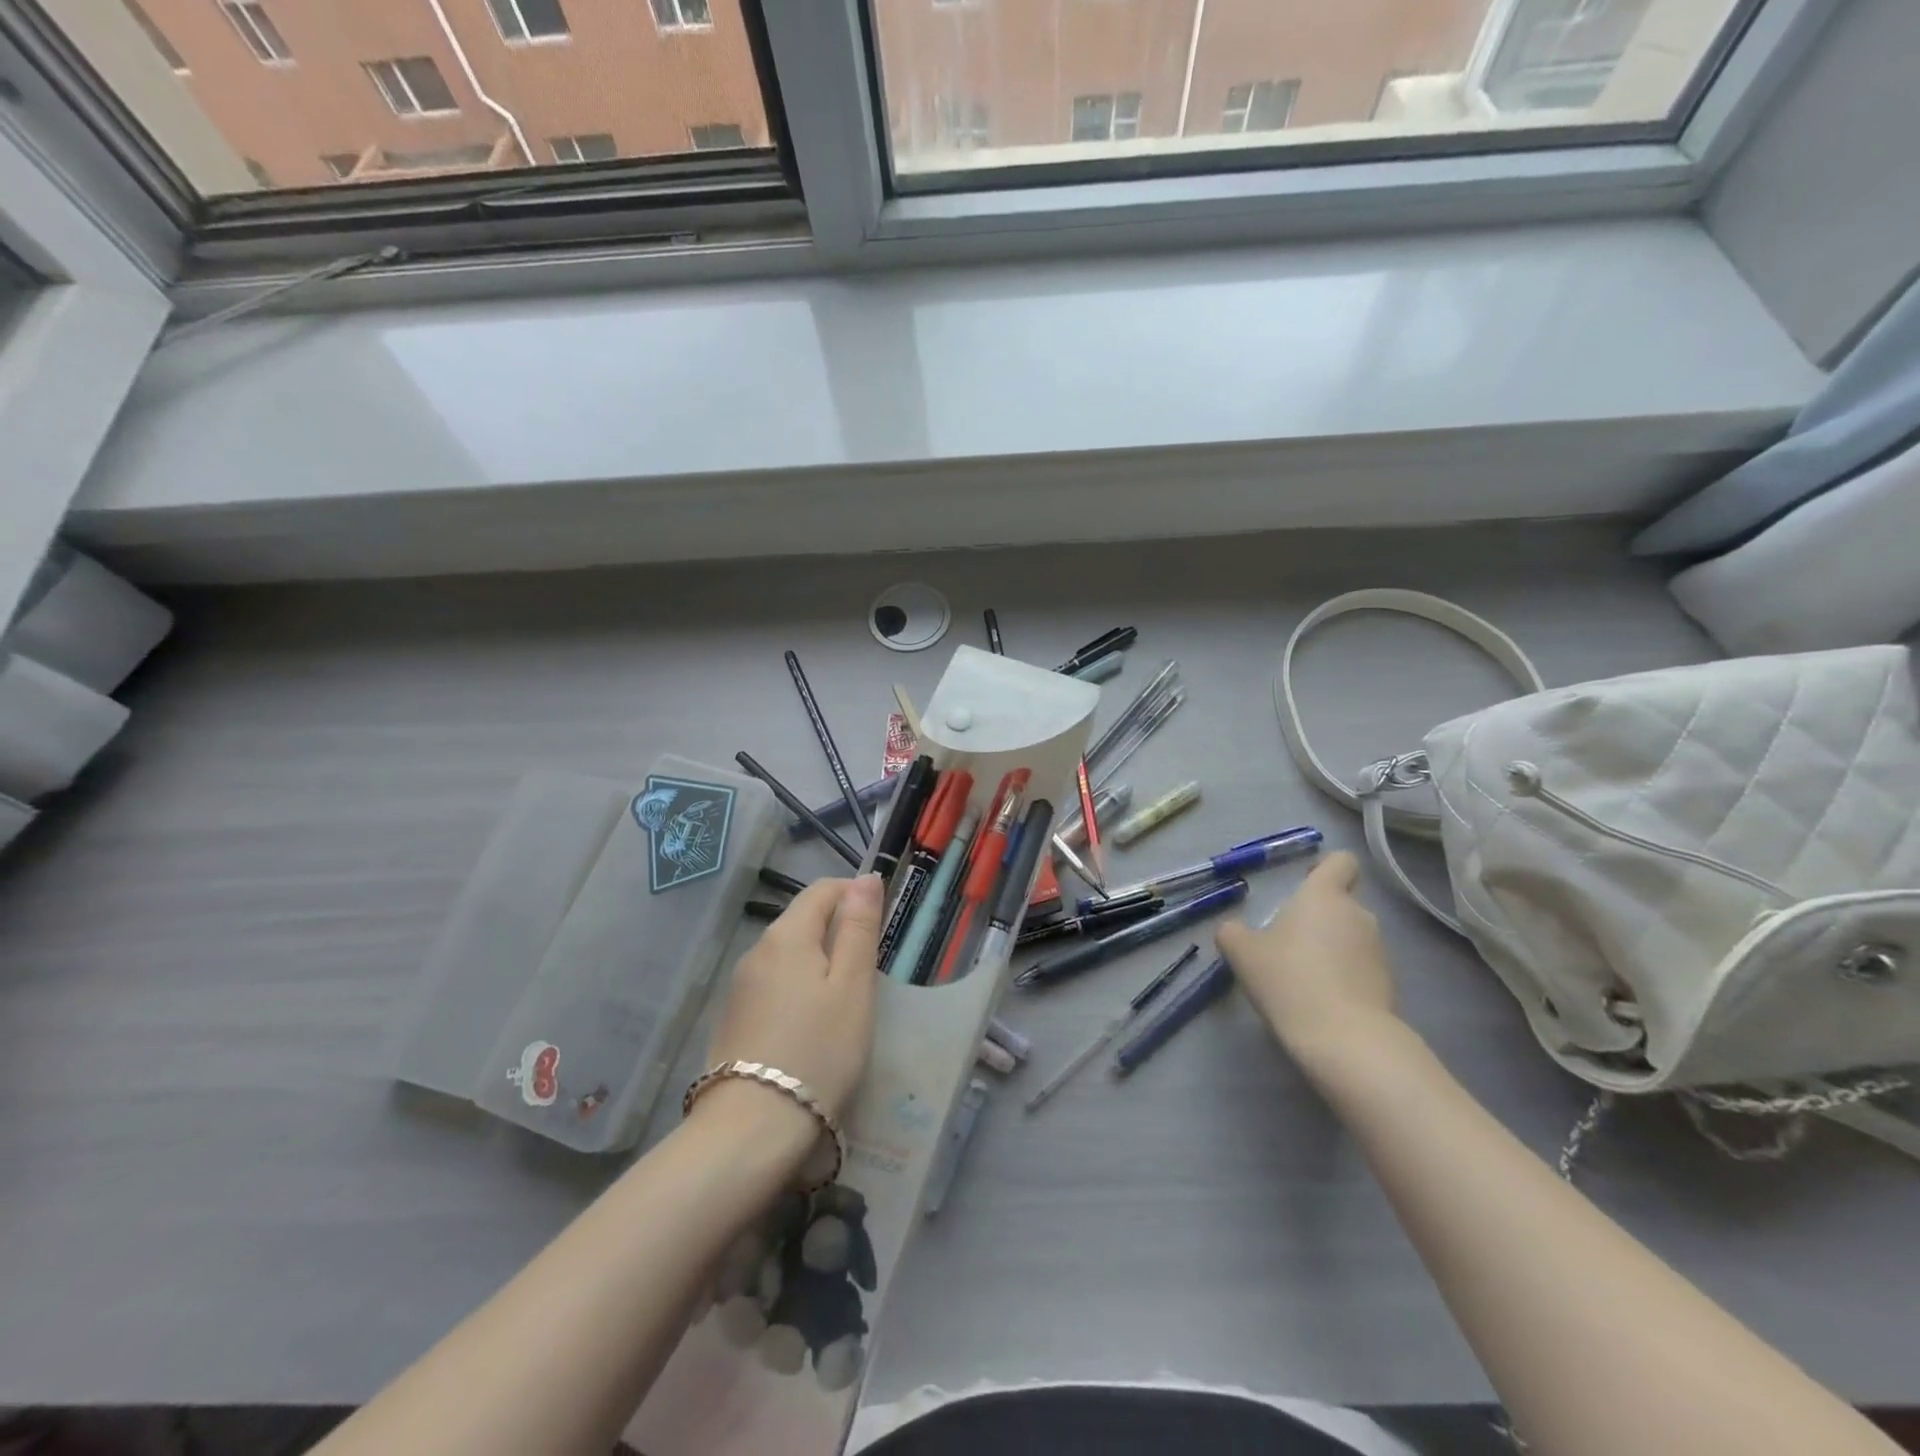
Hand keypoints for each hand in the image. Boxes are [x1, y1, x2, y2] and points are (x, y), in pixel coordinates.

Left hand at [703, 874, 881, 1122]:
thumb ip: (859, 928)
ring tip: (844, 999)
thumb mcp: (853, 986)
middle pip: (802, 920)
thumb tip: (865, 878)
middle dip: (837, 929)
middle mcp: (757, 950)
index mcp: (787, 935)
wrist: (752, 1127)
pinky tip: (812, 1023)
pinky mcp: (734, 1018)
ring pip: (788, 953)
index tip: (880, 923)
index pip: (822, 890)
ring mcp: (740, 986)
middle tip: (869, 968)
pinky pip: (773, 983)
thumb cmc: (819, 1050)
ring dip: (818, 960)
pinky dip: (798, 987)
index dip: (854, 893)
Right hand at [1215, 852, 1398, 1067]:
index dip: (1325, 868)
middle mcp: (1359, 914)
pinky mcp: (1388, 984)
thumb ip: (1233, 932)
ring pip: (1351, 936)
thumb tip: (1234, 929)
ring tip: (1303, 976)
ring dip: (1332, 947)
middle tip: (1288, 942)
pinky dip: (1344, 976)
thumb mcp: (1242, 953)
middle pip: (1342, 902)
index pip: (1341, 862)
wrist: (1345, 1039)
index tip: (1303, 885)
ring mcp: (1379, 950)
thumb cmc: (1289, 979)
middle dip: (1318, 917)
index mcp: (1324, 896)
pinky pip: (1361, 967)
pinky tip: (1321, 1000)